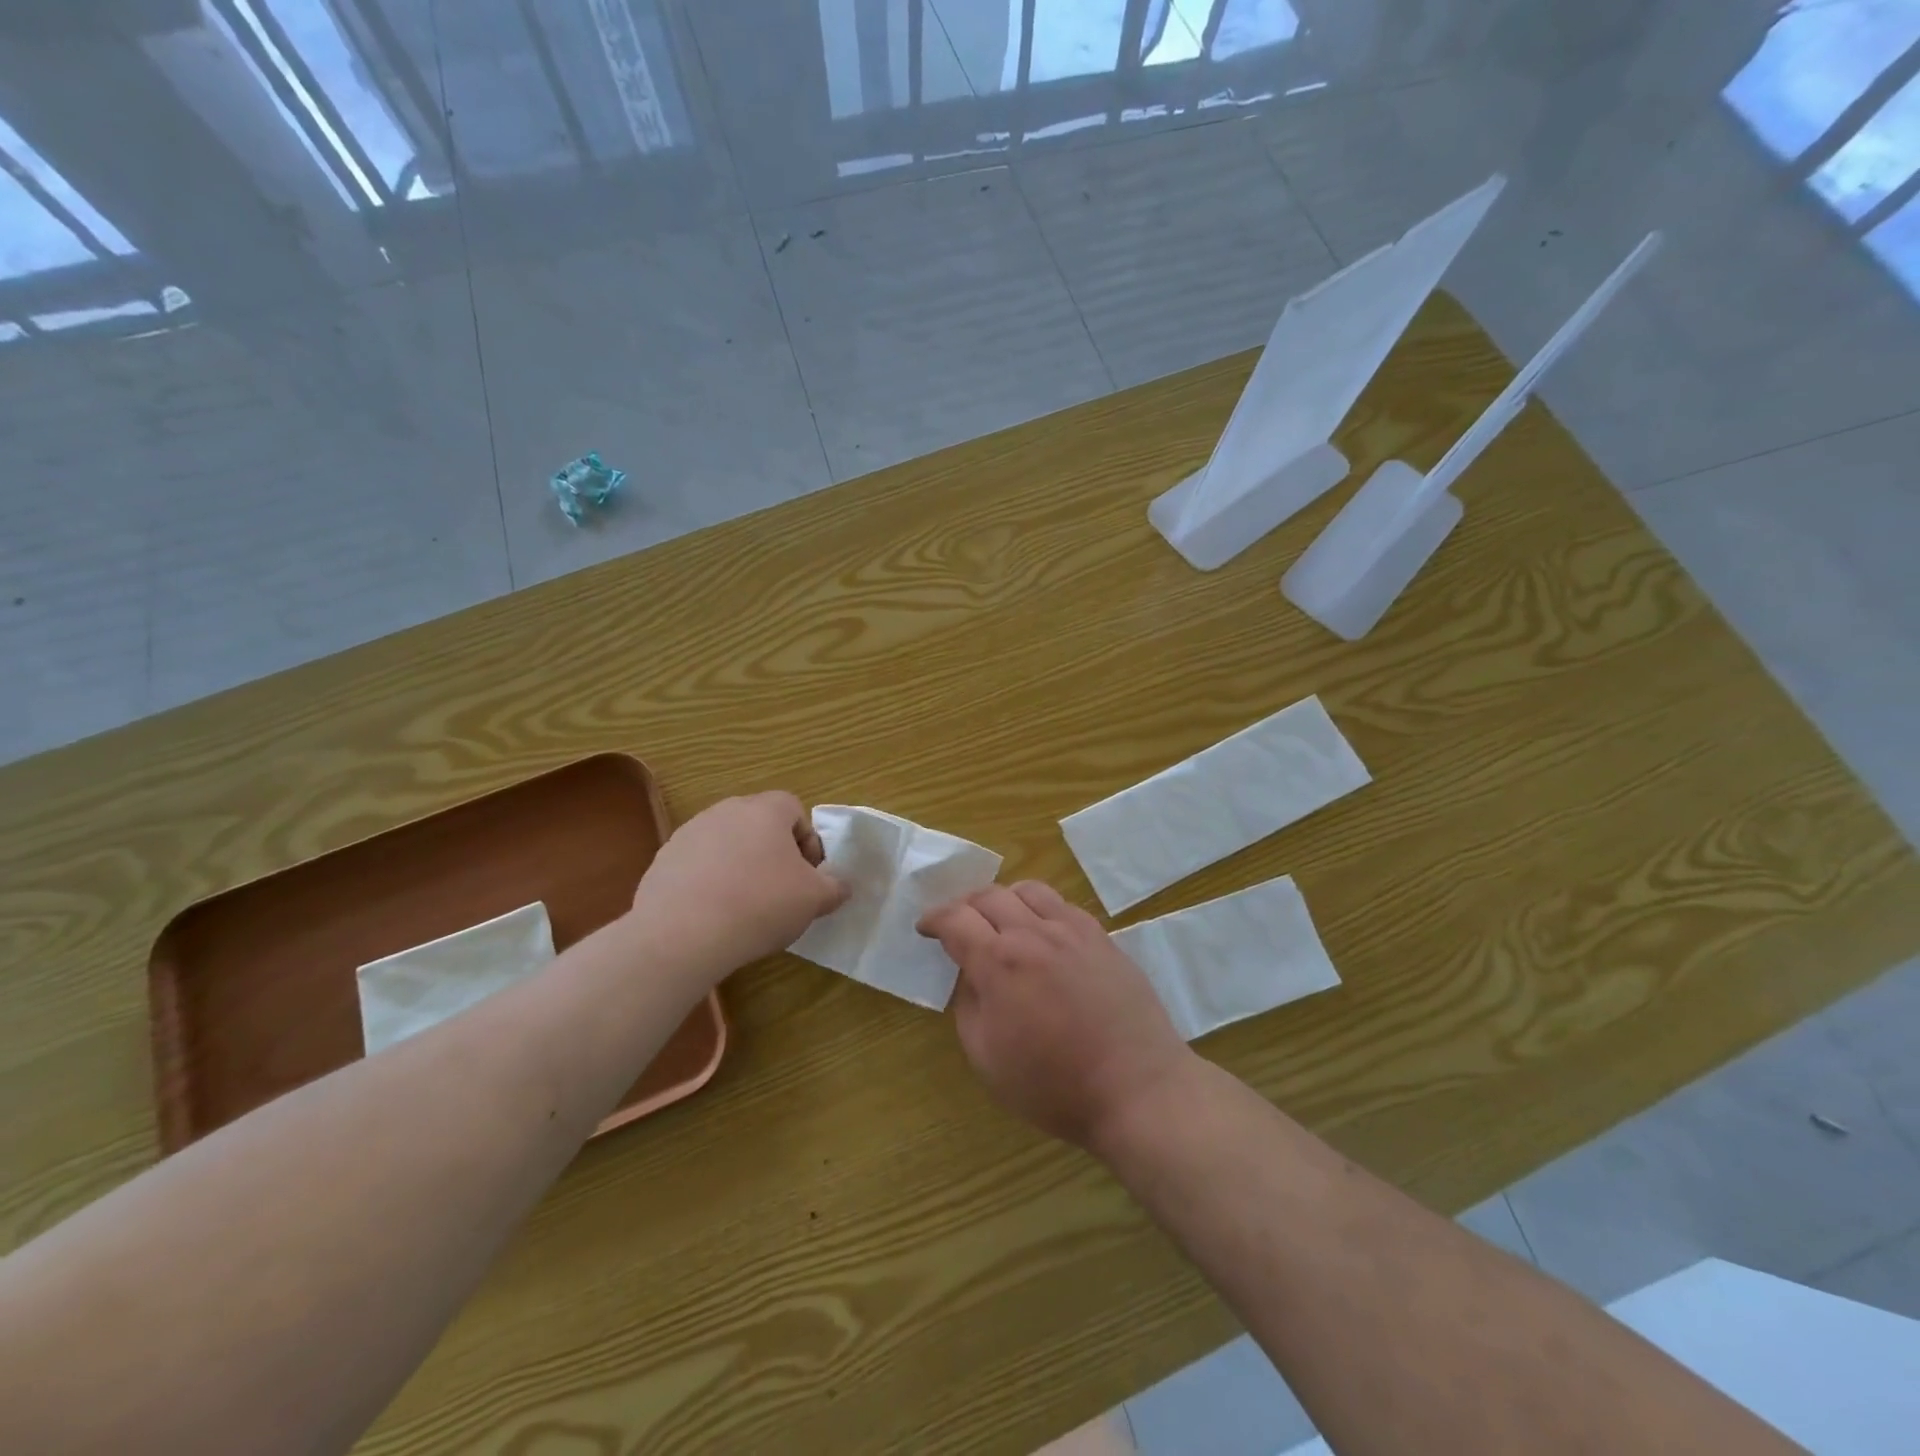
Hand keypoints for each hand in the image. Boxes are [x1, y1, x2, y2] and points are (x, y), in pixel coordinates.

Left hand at [631, 792, 848, 978]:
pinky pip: (698, 866)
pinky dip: (709, 883)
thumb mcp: (814, 899)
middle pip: (759, 824)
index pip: (794, 809)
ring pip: (727, 844)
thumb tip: (841, 886)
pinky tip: (713, 915)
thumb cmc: (760, 904)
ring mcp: (689, 833)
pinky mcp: (663, 861)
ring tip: (745, 906)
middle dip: (773, 853)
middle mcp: (725, 810)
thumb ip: (835, 887)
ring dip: (740, 866)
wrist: (682, 935)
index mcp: (765, 810)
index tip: (808, 875)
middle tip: (781, 890)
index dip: (807, 841)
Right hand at [918, 881, 1197, 1149]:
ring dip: (1004, 899)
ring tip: (1000, 921)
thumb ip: (969, 1006)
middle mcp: (1033, 933)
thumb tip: (970, 975)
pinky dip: (1041, 909)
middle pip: (989, 895)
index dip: (934, 919)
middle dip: (964, 905)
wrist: (1137, 1088)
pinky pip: (1063, 905)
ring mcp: (1072, 930)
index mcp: (999, 962)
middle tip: (958, 925)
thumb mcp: (987, 1059)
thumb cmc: (1054, 1085)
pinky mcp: (1102, 937)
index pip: (955, 919)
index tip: (925, 928)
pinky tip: (1043, 933)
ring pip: (1029, 890)